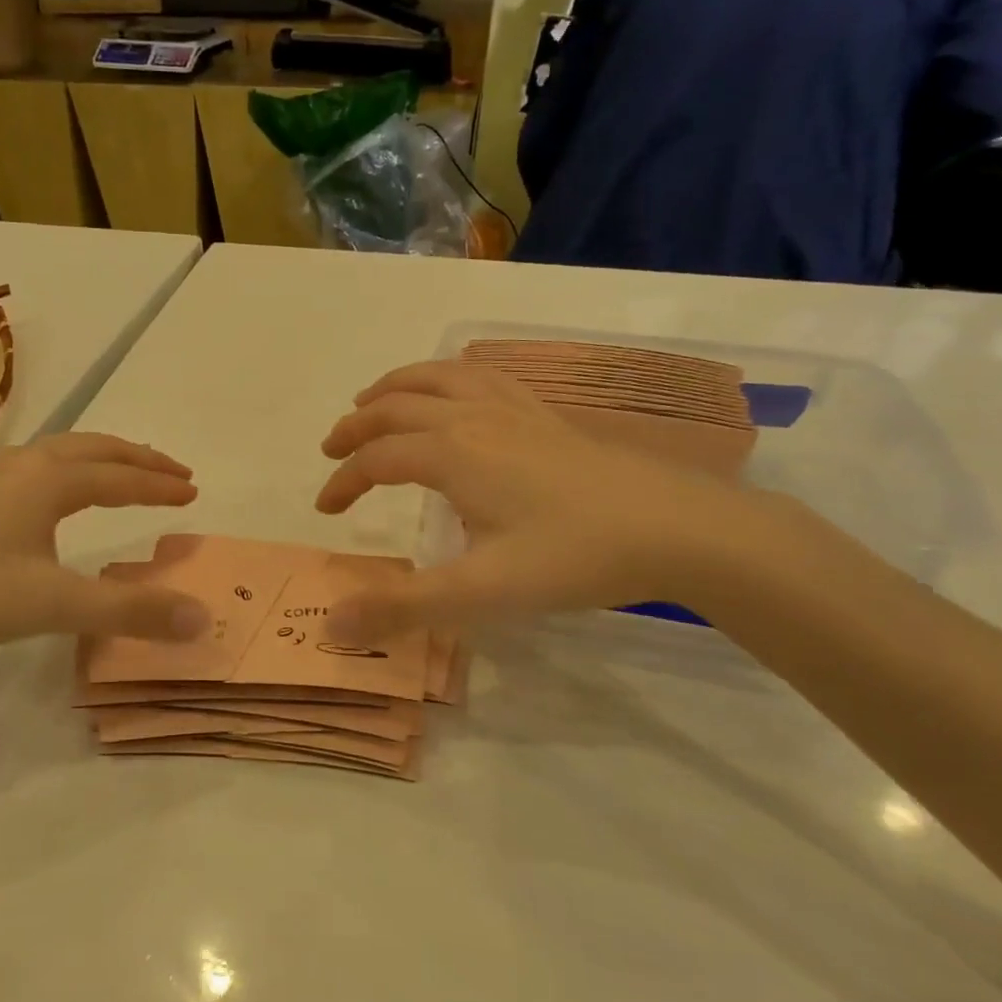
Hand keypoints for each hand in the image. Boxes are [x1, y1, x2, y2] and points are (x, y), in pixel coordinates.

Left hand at [0, 433, 209, 659]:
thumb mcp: (52, 606)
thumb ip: (129, 613)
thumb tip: (201, 617)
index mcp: (48, 482)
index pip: (120, 477)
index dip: (159, 485)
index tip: (193, 492)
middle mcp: (22, 467)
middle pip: (93, 449)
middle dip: (137, 459)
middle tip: (173, 471)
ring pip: (58, 452)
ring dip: (101, 458)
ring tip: (123, 473)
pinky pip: (33, 466)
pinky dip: (67, 468)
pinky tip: (51, 494)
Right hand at [316, 362, 760, 635]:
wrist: (676, 528)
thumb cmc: (574, 557)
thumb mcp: (483, 592)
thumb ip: (405, 607)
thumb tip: (333, 624)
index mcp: (452, 454)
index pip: (377, 458)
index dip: (344, 481)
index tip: (325, 509)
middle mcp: (474, 418)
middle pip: (398, 406)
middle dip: (357, 426)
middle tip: (332, 448)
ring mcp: (514, 409)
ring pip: (439, 379)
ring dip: (396, 387)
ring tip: (373, 399)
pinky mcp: (545, 414)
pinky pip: (484, 377)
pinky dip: (451, 376)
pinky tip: (457, 390)